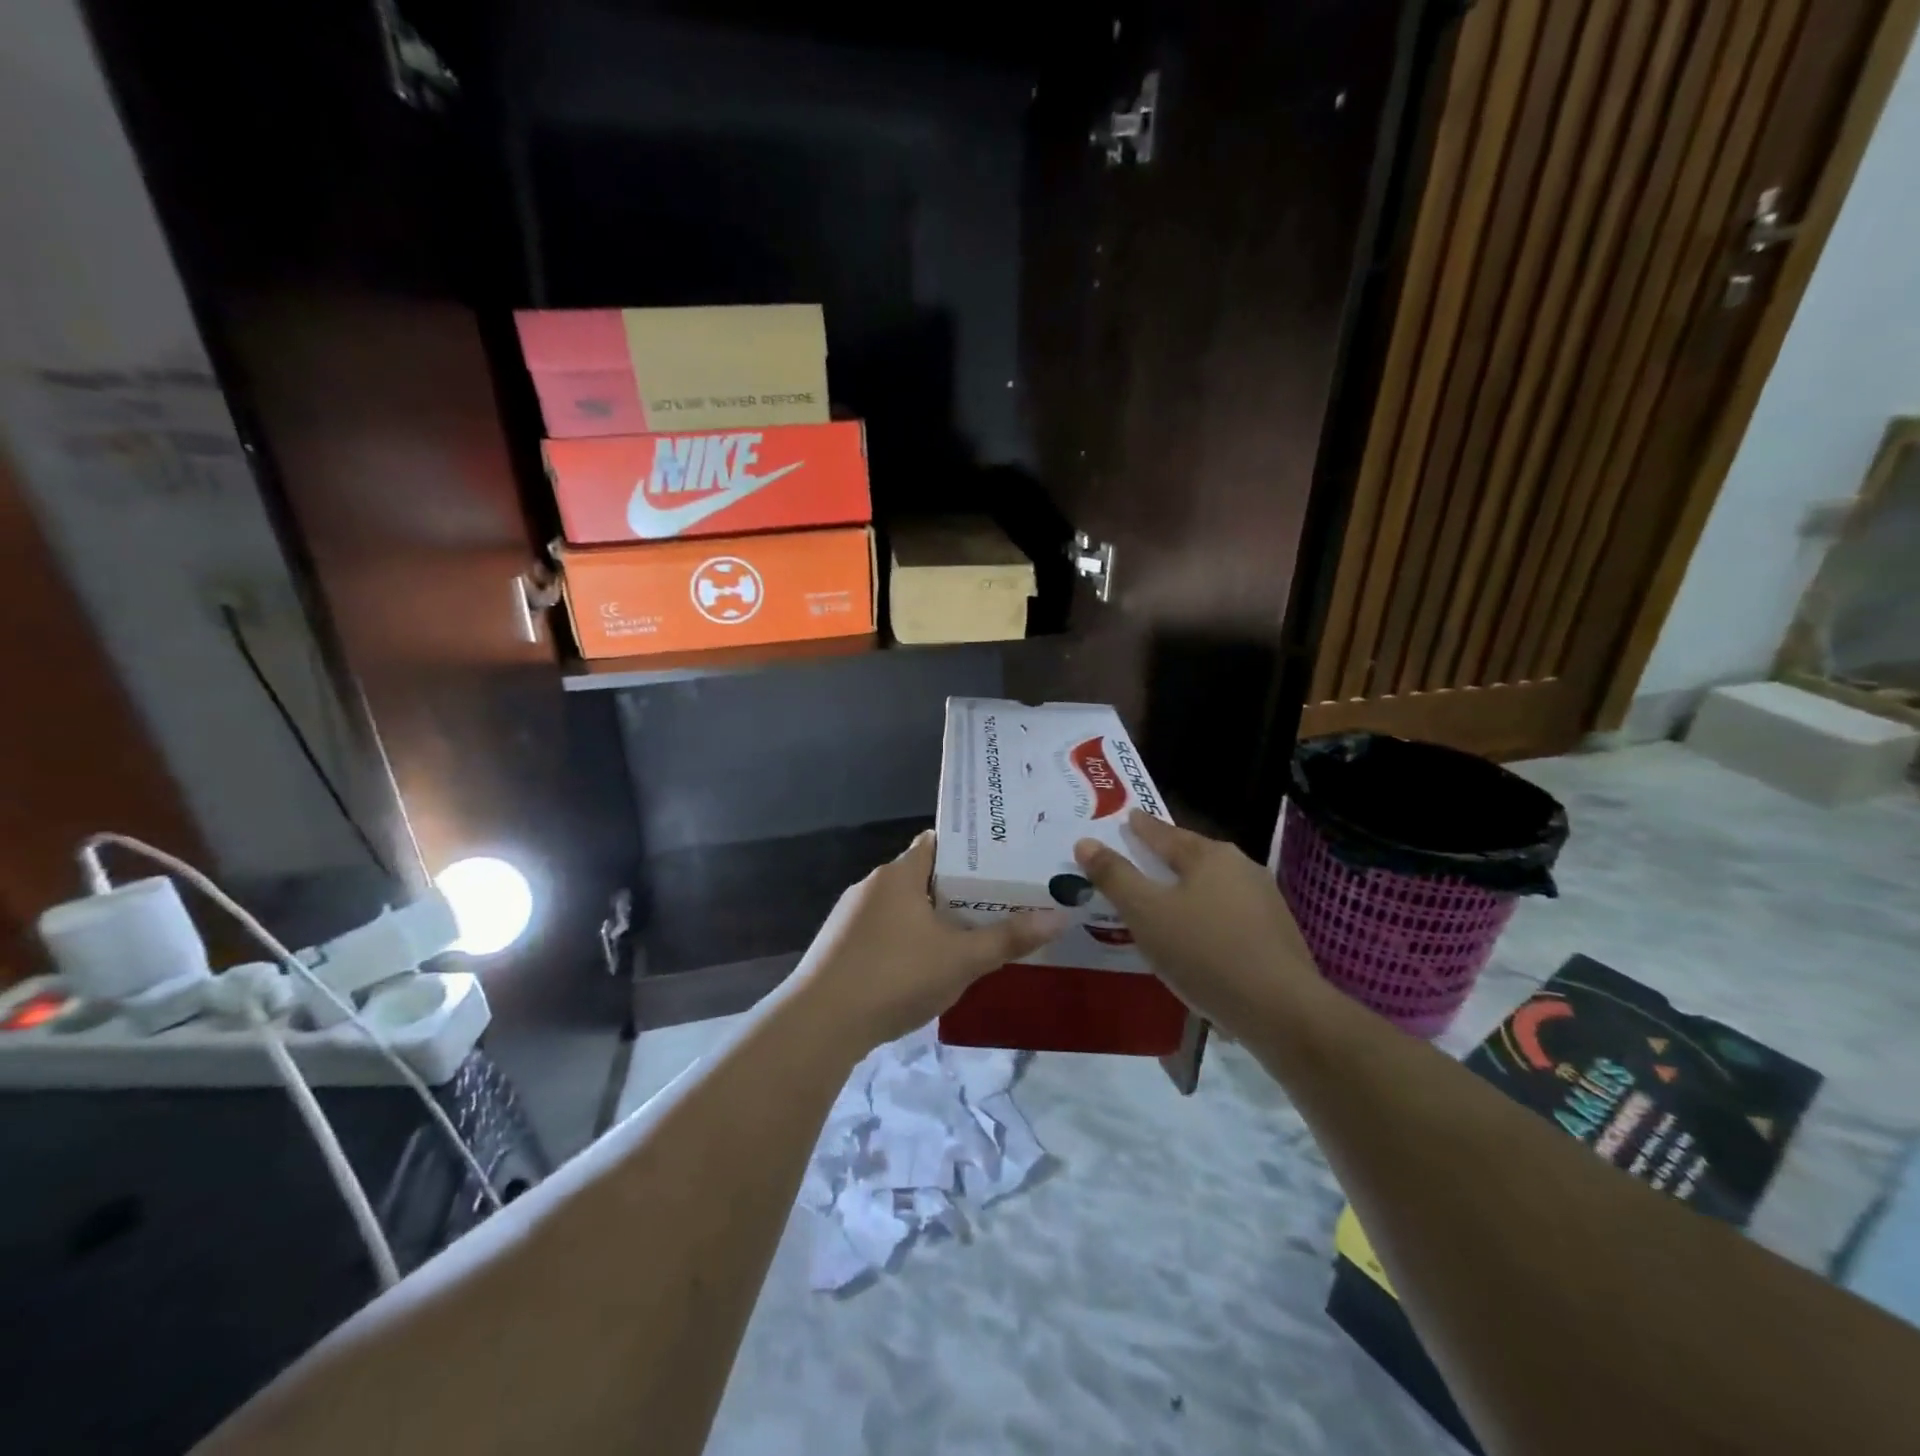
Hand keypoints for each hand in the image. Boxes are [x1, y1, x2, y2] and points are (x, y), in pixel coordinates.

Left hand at [793, 831, 1066, 1052]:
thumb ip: (1009, 938)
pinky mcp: (840, 947)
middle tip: (1000, 901)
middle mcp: (873, 885)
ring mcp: (852, 916)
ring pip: (904, 907)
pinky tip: (925, 967)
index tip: (1003, 861)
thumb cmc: (895, 975)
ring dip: (932, 918)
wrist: (820, 1023)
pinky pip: (885, 932)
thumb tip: (1060, 916)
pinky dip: (908, 941)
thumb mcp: (961, 959)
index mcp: (900, 873)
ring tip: (971, 934)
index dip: (971, 849)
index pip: (938, 843)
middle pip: (924, 876)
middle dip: (958, 889)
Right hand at [1073, 811, 1325, 1026]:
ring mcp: (1265, 902)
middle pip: (1193, 856)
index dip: (1142, 828)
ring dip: (1188, 889)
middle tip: (1141, 856)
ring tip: (1165, 899)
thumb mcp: (1146, 913)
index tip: (1129, 818)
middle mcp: (1242, 868)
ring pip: (1214, 886)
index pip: (1165, 833)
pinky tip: (1198, 936)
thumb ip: (1115, 876)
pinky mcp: (1277, 936)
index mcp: (1210, 856)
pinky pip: (1229, 915)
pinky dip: (1207, 917)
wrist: (1282, 1011)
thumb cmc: (1204, 953)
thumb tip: (1086, 842)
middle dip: (1166, 856)